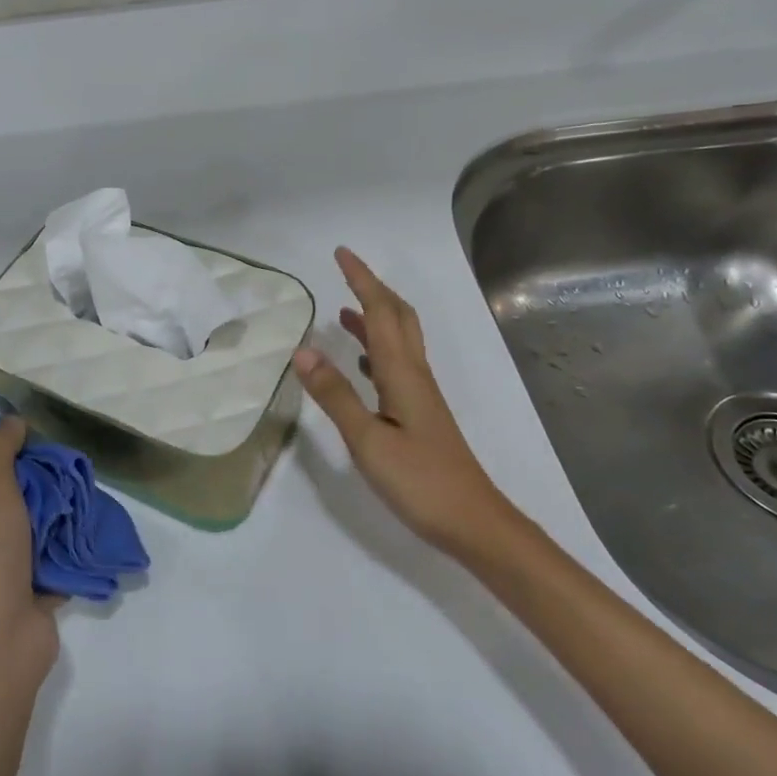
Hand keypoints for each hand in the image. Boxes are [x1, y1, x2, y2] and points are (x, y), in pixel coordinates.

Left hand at [0, 417, 60, 687]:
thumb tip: (11, 422)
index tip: (24, 423)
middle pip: (6, 493)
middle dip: (34, 474)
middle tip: (66, 453)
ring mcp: (4, 568)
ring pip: (34, 524)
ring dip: (58, 507)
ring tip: (85, 483)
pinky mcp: (33, 590)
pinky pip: (54, 556)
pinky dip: (71, 542)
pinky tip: (94, 522)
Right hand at [295, 247, 520, 555]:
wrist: (473, 522)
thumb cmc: (419, 481)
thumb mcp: (368, 439)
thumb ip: (335, 396)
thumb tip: (303, 350)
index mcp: (402, 373)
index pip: (379, 312)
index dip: (361, 280)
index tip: (341, 253)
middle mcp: (415, 375)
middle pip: (397, 318)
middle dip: (373, 289)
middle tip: (345, 272)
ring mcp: (420, 395)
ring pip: (398, 341)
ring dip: (374, 318)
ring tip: (343, 312)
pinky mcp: (420, 413)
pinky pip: (395, 366)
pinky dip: (375, 351)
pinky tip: (361, 364)